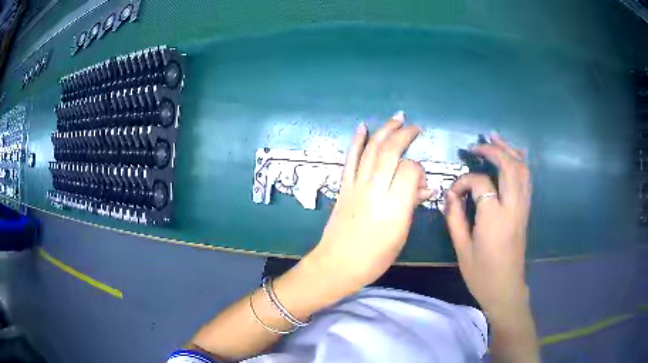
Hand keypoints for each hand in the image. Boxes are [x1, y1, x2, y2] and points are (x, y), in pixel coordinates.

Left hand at [309, 112, 434, 293]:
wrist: (337, 263)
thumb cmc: (374, 257)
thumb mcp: (401, 235)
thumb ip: (412, 205)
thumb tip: (425, 188)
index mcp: (393, 206)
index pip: (409, 170)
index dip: (419, 170)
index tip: (421, 181)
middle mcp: (374, 189)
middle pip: (389, 151)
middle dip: (404, 135)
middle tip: (415, 127)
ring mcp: (356, 185)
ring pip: (371, 149)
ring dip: (384, 130)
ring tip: (396, 118)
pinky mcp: (343, 186)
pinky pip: (350, 159)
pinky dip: (356, 141)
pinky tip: (362, 127)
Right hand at [444, 133, 531, 318]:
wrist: (506, 290)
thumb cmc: (481, 274)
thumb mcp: (462, 249)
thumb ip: (455, 218)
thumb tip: (450, 195)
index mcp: (494, 218)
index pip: (480, 183)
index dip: (464, 182)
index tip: (454, 193)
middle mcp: (513, 207)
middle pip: (509, 166)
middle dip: (493, 150)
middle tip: (476, 145)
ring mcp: (523, 208)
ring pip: (522, 169)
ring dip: (509, 150)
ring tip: (495, 139)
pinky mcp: (526, 211)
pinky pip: (527, 180)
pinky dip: (520, 163)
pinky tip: (513, 155)